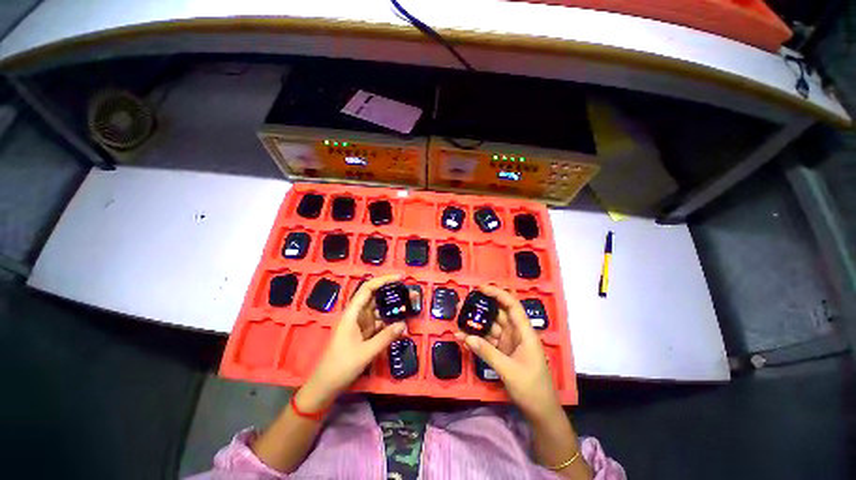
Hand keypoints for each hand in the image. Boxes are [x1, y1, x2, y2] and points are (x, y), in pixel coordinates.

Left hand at [297, 274, 405, 411]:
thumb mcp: (365, 352)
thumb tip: (404, 324)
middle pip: (375, 296)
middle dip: (392, 291)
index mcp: (352, 313)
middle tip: (410, 291)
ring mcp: (361, 324)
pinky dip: (390, 319)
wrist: (325, 386)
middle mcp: (356, 314)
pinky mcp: (364, 333)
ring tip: (409, 303)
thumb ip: (385, 337)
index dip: (384, 280)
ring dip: (393, 306)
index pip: (368, 288)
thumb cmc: (341, 366)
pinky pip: (379, 321)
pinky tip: (401, 320)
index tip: (400, 278)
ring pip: (379, 309)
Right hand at [455, 285, 561, 421]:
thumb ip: (487, 352)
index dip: (498, 294)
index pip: (512, 306)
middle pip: (499, 314)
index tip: (481, 288)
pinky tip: (463, 336)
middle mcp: (517, 334)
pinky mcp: (503, 352)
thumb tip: (466, 336)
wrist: (541, 412)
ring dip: (477, 323)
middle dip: (482, 307)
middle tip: (463, 303)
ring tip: (459, 317)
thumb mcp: (509, 370)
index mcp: (525, 333)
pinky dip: (477, 338)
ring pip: (491, 327)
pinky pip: (488, 340)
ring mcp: (509, 343)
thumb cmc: (531, 389)